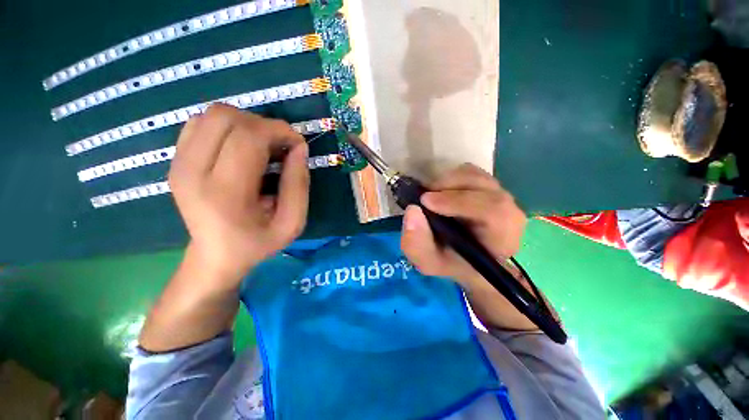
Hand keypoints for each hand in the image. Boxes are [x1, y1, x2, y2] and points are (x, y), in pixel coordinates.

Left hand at [169, 104, 309, 285]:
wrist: (215, 256)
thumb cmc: (258, 243)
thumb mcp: (292, 223)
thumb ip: (299, 185)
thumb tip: (299, 148)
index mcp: (224, 193)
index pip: (247, 137)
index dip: (278, 131)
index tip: (297, 144)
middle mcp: (192, 171)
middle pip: (225, 117)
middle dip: (263, 124)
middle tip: (280, 145)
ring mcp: (178, 163)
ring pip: (211, 115)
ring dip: (246, 123)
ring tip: (263, 146)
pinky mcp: (176, 160)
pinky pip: (201, 123)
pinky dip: (228, 127)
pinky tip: (242, 147)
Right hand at [400, 164, 526, 287]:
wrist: (464, 256)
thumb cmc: (450, 261)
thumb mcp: (428, 261)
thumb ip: (417, 244)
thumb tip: (412, 210)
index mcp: (502, 237)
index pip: (493, 212)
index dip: (458, 202)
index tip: (426, 201)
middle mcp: (509, 212)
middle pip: (484, 187)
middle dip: (448, 189)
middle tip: (423, 198)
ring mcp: (499, 194)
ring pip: (475, 176)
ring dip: (447, 182)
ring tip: (430, 198)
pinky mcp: (487, 185)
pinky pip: (470, 171)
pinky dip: (450, 177)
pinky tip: (440, 193)